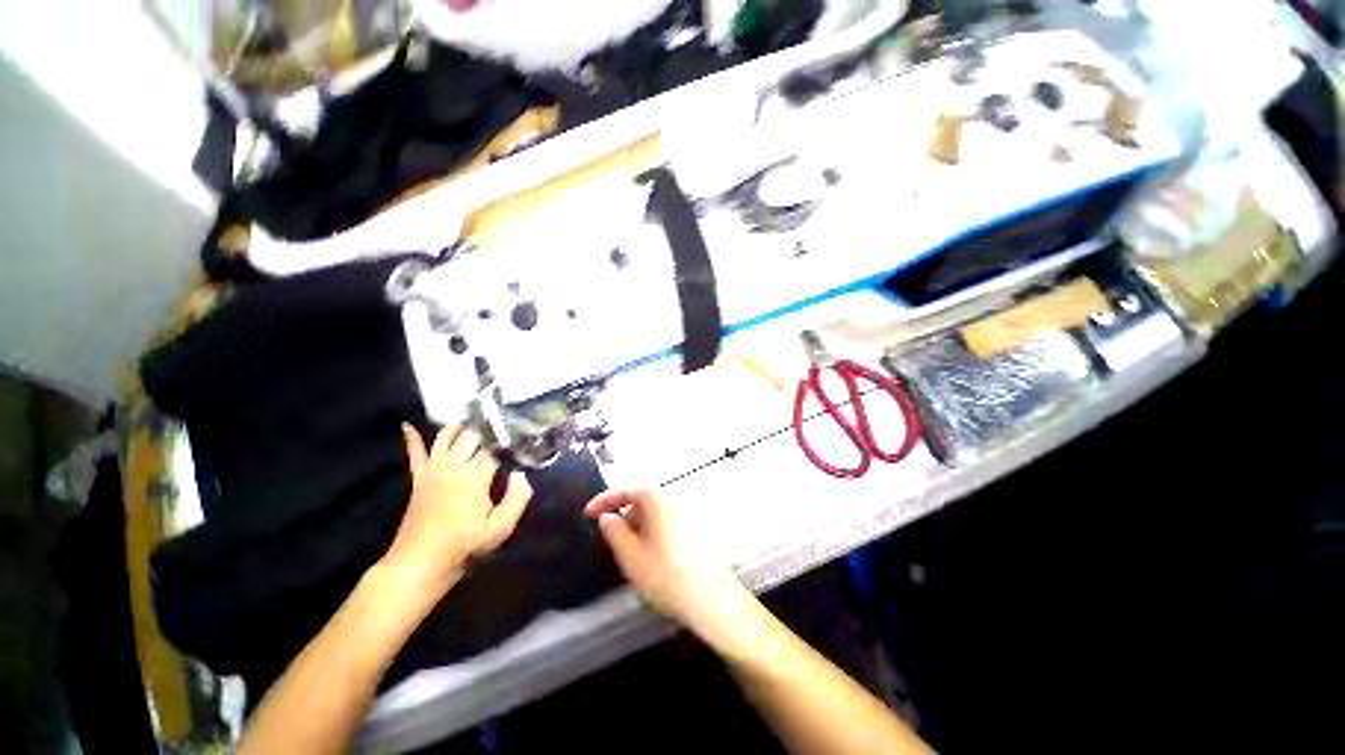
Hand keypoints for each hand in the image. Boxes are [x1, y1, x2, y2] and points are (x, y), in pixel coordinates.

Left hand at [382, 424, 531, 592]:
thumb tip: (521, 474)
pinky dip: (412, 439)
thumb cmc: (465, 544)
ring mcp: (433, 470)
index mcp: (475, 475)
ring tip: (472, 414)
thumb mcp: (501, 527)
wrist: (421, 562)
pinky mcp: (419, 478)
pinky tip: (407, 426)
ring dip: (459, 425)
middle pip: (472, 436)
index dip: (508, 439)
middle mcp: (454, 465)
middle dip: (487, 426)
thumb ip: (517, 498)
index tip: (521, 432)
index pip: (495, 447)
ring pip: (446, 437)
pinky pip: (415, 454)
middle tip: (500, 417)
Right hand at [584, 490, 749, 641]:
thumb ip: (613, 531)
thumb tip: (607, 517)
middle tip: (613, 542)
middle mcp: (676, 498)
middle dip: (624, 517)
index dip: (604, 501)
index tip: (588, 514)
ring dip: (639, 526)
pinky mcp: (698, 526)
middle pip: (642, 501)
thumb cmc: (666, 575)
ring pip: (656, 513)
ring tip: (633, 555)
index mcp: (658, 499)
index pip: (626, 490)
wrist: (711, 598)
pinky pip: (669, 521)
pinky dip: (655, 532)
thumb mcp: (630, 555)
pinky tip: (654, 557)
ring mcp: (690, 511)